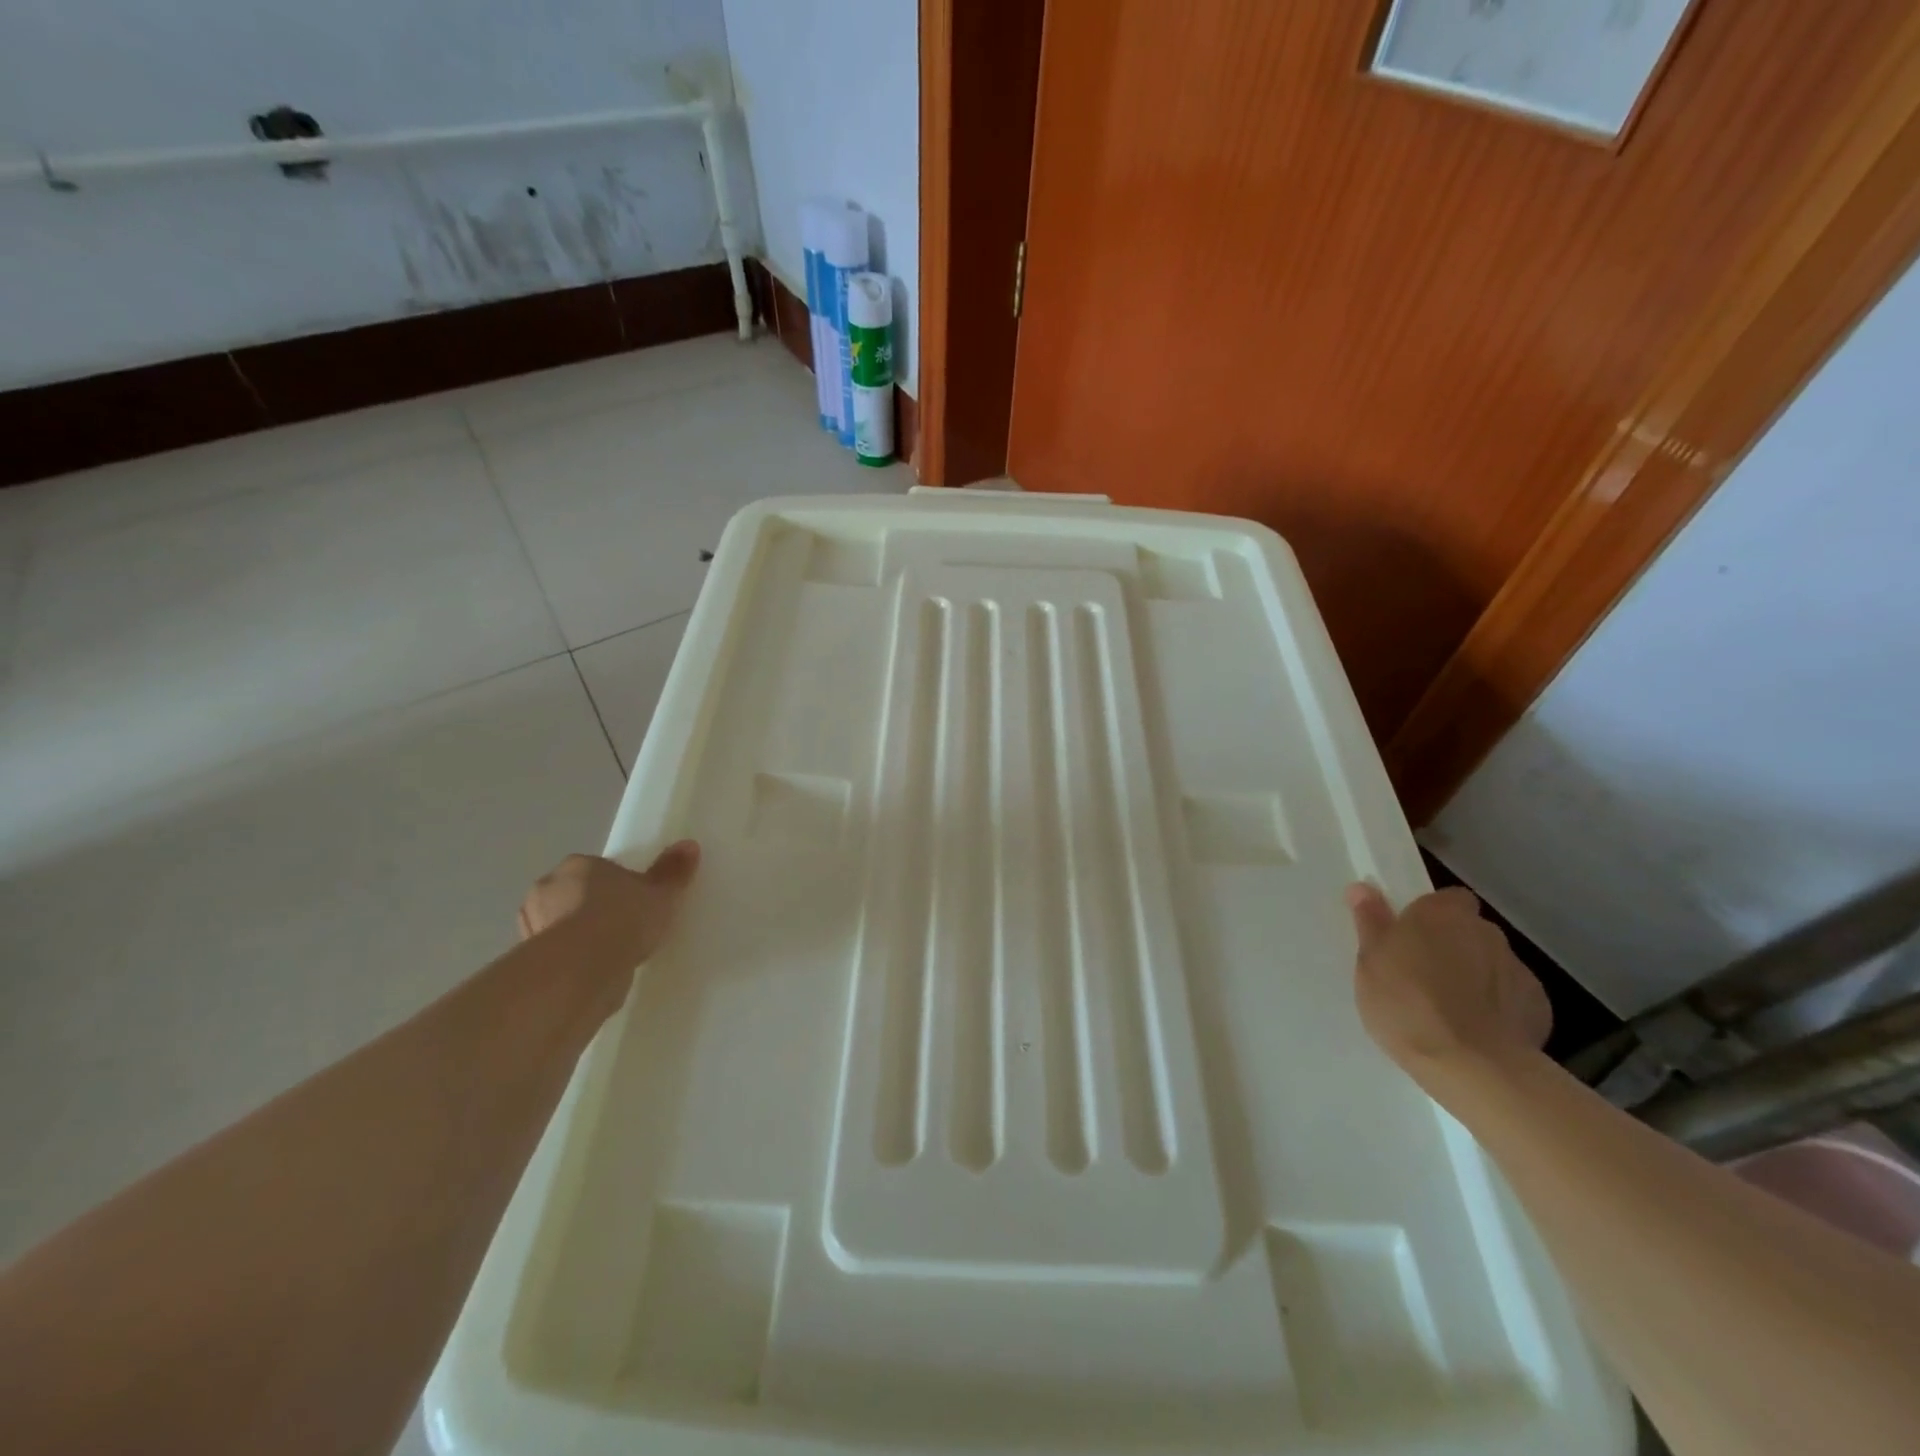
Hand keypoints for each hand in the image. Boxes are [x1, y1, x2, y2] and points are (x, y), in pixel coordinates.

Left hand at [518, 842, 700, 966]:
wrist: (583, 969)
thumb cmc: (623, 919)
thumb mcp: (660, 894)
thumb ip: (672, 872)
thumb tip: (689, 845)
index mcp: (578, 865)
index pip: (596, 870)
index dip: (615, 886)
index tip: (634, 903)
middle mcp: (547, 888)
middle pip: (574, 894)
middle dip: (591, 909)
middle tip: (622, 928)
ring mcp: (532, 925)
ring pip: (560, 925)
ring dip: (578, 936)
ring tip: (608, 955)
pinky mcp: (529, 959)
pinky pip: (556, 955)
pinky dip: (570, 961)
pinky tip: (593, 973)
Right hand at [1345, 882, 1550, 1077]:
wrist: (1472, 1066)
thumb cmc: (1407, 1004)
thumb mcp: (1370, 962)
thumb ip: (1371, 922)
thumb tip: (1363, 888)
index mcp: (1442, 914)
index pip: (1447, 898)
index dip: (1431, 915)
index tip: (1411, 937)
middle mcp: (1485, 932)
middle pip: (1469, 930)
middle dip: (1452, 945)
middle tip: (1423, 974)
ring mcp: (1517, 969)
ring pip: (1491, 963)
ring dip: (1475, 975)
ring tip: (1450, 1009)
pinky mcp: (1538, 1007)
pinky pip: (1511, 996)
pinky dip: (1497, 1006)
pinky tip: (1477, 1030)